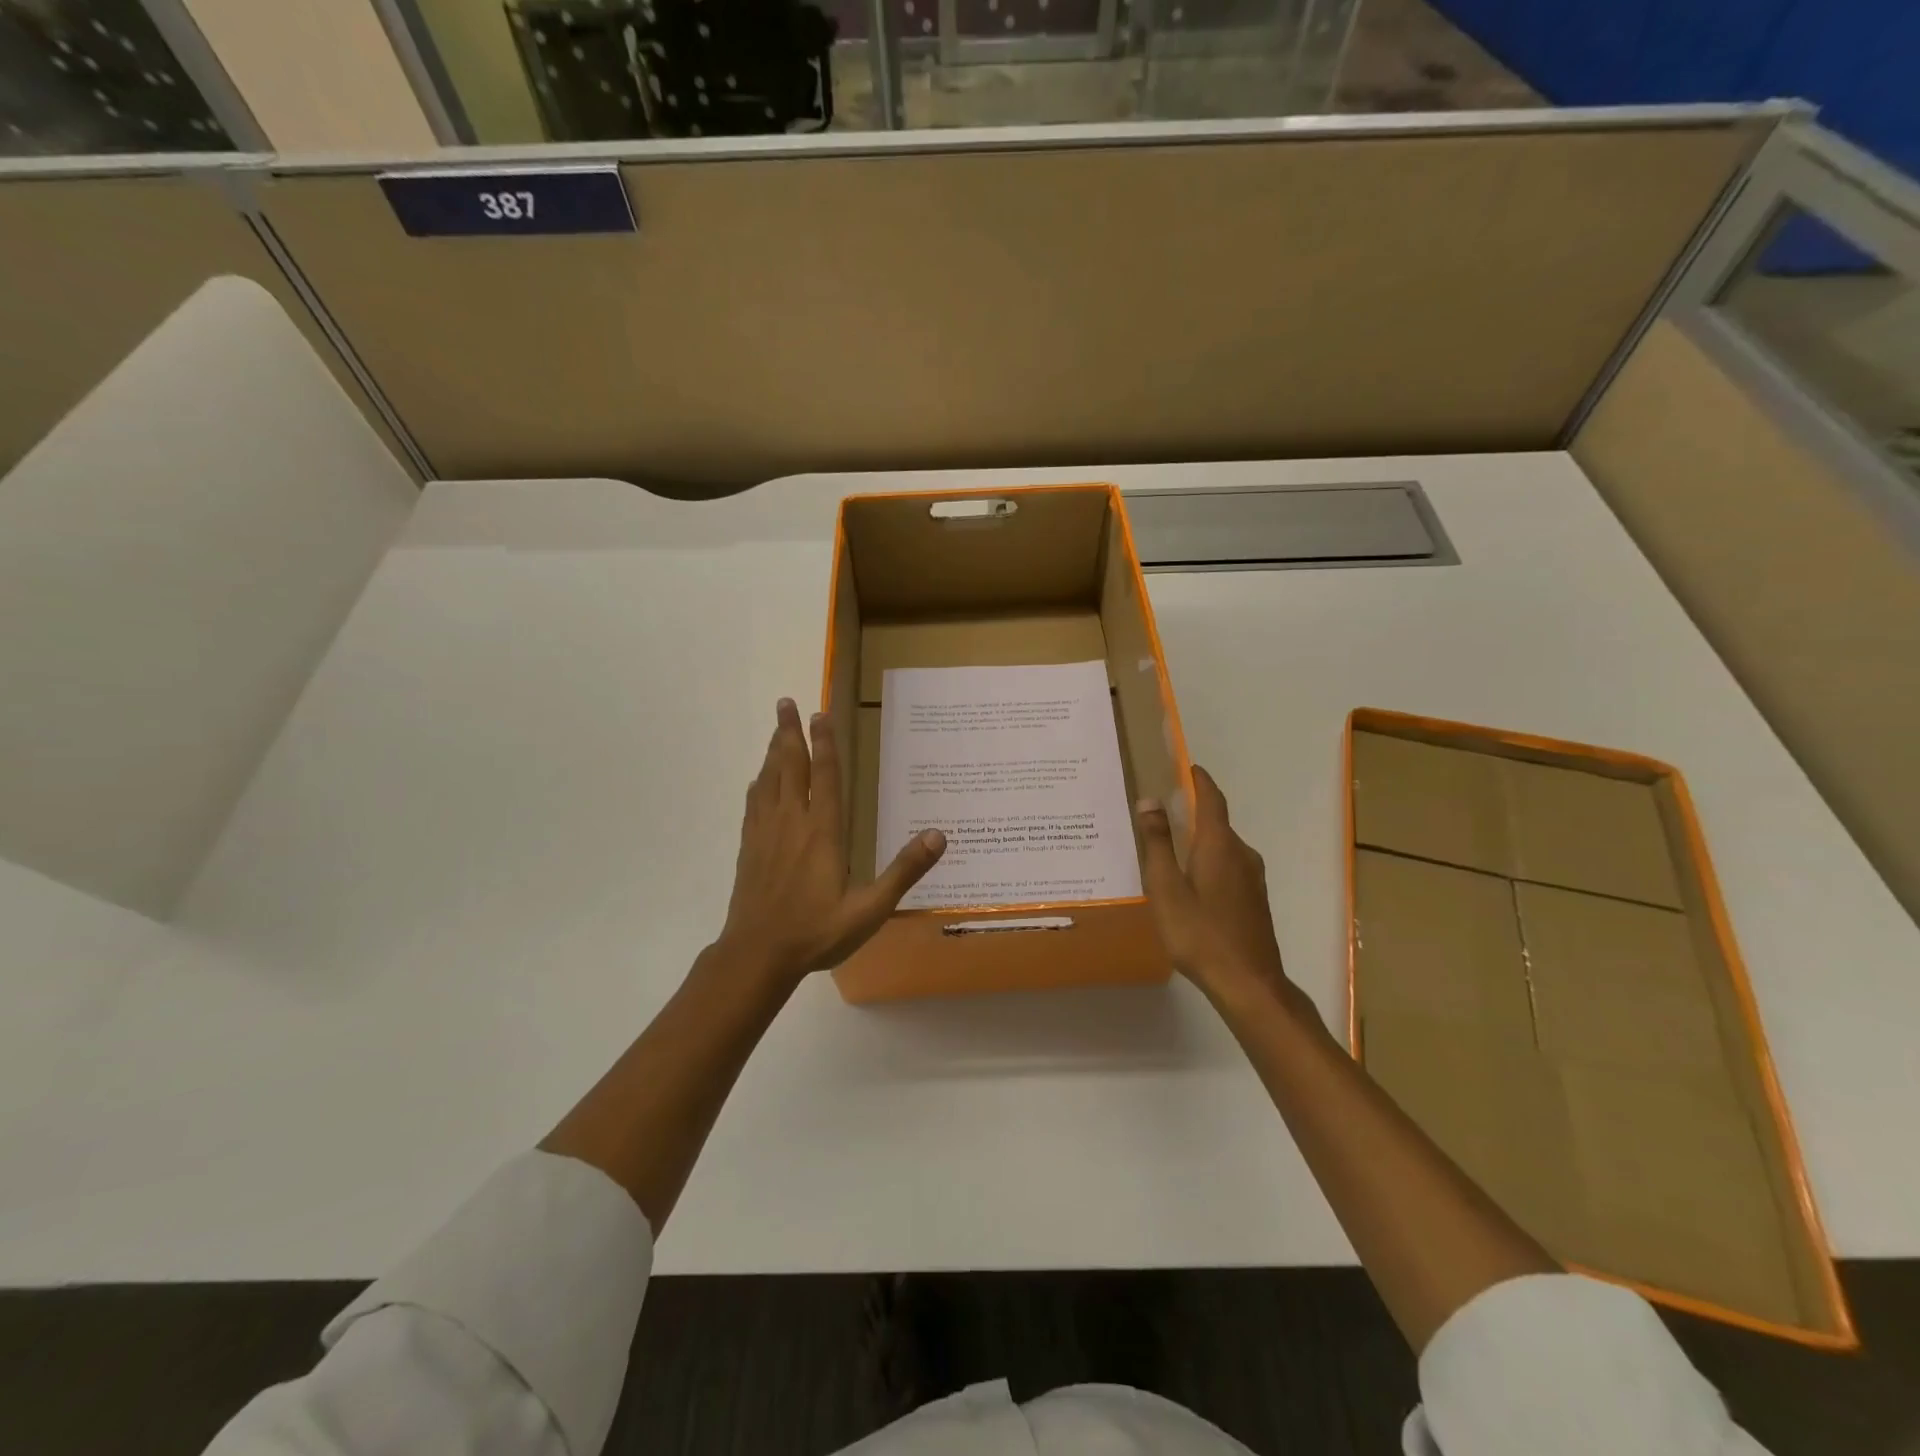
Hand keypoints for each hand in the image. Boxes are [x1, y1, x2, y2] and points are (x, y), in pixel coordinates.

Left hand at [714, 698, 945, 988]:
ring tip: (775, 728)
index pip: (825, 776)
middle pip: (790, 767)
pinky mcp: (749, 848)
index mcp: (822, 832)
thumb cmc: (816, 932)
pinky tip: (758, 780)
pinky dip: (758, 784)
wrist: (757, 955)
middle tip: (785, 702)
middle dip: (789, 733)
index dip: (825, 743)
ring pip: (769, 780)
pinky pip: (753, 804)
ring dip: (772, 751)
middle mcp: (792, 823)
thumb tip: (939, 836)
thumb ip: (903, 872)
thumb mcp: (869, 909)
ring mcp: (766, 834)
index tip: (821, 714)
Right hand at [1136, 765, 1292, 1005]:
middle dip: (1192, 810)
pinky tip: (1187, 880)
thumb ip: (1157, 844)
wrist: (1249, 984)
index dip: (1199, 780)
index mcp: (1219, 845)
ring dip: (1198, 839)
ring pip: (1221, 846)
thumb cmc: (1201, 934)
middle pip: (1216, 822)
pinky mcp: (1253, 899)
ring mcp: (1252, 878)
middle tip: (1160, 810)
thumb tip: (1149, 801)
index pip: (1211, 799)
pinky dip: (1207, 859)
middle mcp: (1241, 854)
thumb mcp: (1167, 888)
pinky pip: (1227, 866)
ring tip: (1167, 846)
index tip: (1185, 766)